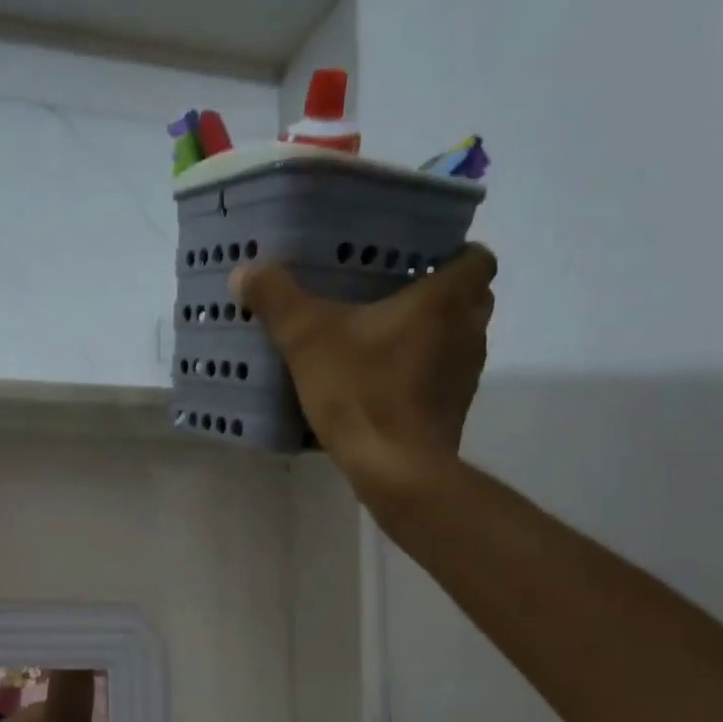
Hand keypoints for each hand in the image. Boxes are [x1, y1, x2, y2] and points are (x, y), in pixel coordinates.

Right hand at [234, 245, 497, 499]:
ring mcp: (466, 375)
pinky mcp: (453, 410)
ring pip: (458, 340)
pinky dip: (422, 375)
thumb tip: (245, 270)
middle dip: (439, 295)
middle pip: (470, 299)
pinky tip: (382, 385)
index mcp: (445, 300)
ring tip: (383, 341)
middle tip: (393, 296)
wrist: (395, 468)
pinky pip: (443, 378)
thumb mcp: (307, 339)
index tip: (420, 260)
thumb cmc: (361, 391)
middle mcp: (469, 331)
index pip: (477, 258)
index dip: (454, 253)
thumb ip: (278, 300)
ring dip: (431, 337)